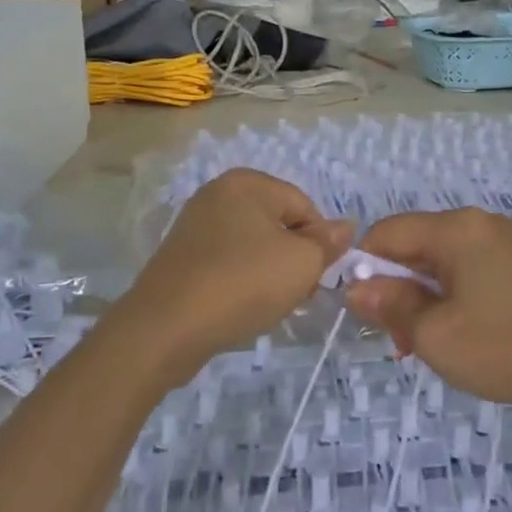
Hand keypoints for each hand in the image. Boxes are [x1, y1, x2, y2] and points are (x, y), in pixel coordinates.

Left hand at [115, 169, 351, 383]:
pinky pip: (227, 262)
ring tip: (266, 305)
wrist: (165, 328)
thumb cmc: (242, 284)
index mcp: (247, 183)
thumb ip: (328, 243)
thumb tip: (345, 227)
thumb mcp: (302, 263)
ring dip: (269, 274)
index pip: (305, 207)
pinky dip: (240, 281)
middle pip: (278, 224)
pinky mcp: (181, 256)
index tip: (314, 278)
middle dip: (294, 259)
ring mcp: (195, 224)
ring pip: (253, 246)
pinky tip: (240, 307)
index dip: (318, 244)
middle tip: (295, 294)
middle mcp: (218, 193)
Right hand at [345, 209, 511, 426]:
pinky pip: (469, 268)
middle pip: (417, 244)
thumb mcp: (433, 334)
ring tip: (425, 342)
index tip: (364, 309)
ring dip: (424, 296)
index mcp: (459, 229)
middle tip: (399, 338)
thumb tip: (355, 288)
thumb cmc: (500, 350)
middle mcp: (482, 223)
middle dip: (398, 287)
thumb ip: (389, 304)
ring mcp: (506, 241)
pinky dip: (451, 294)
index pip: (389, 231)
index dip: (366, 266)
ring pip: (442, 260)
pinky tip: (455, 330)